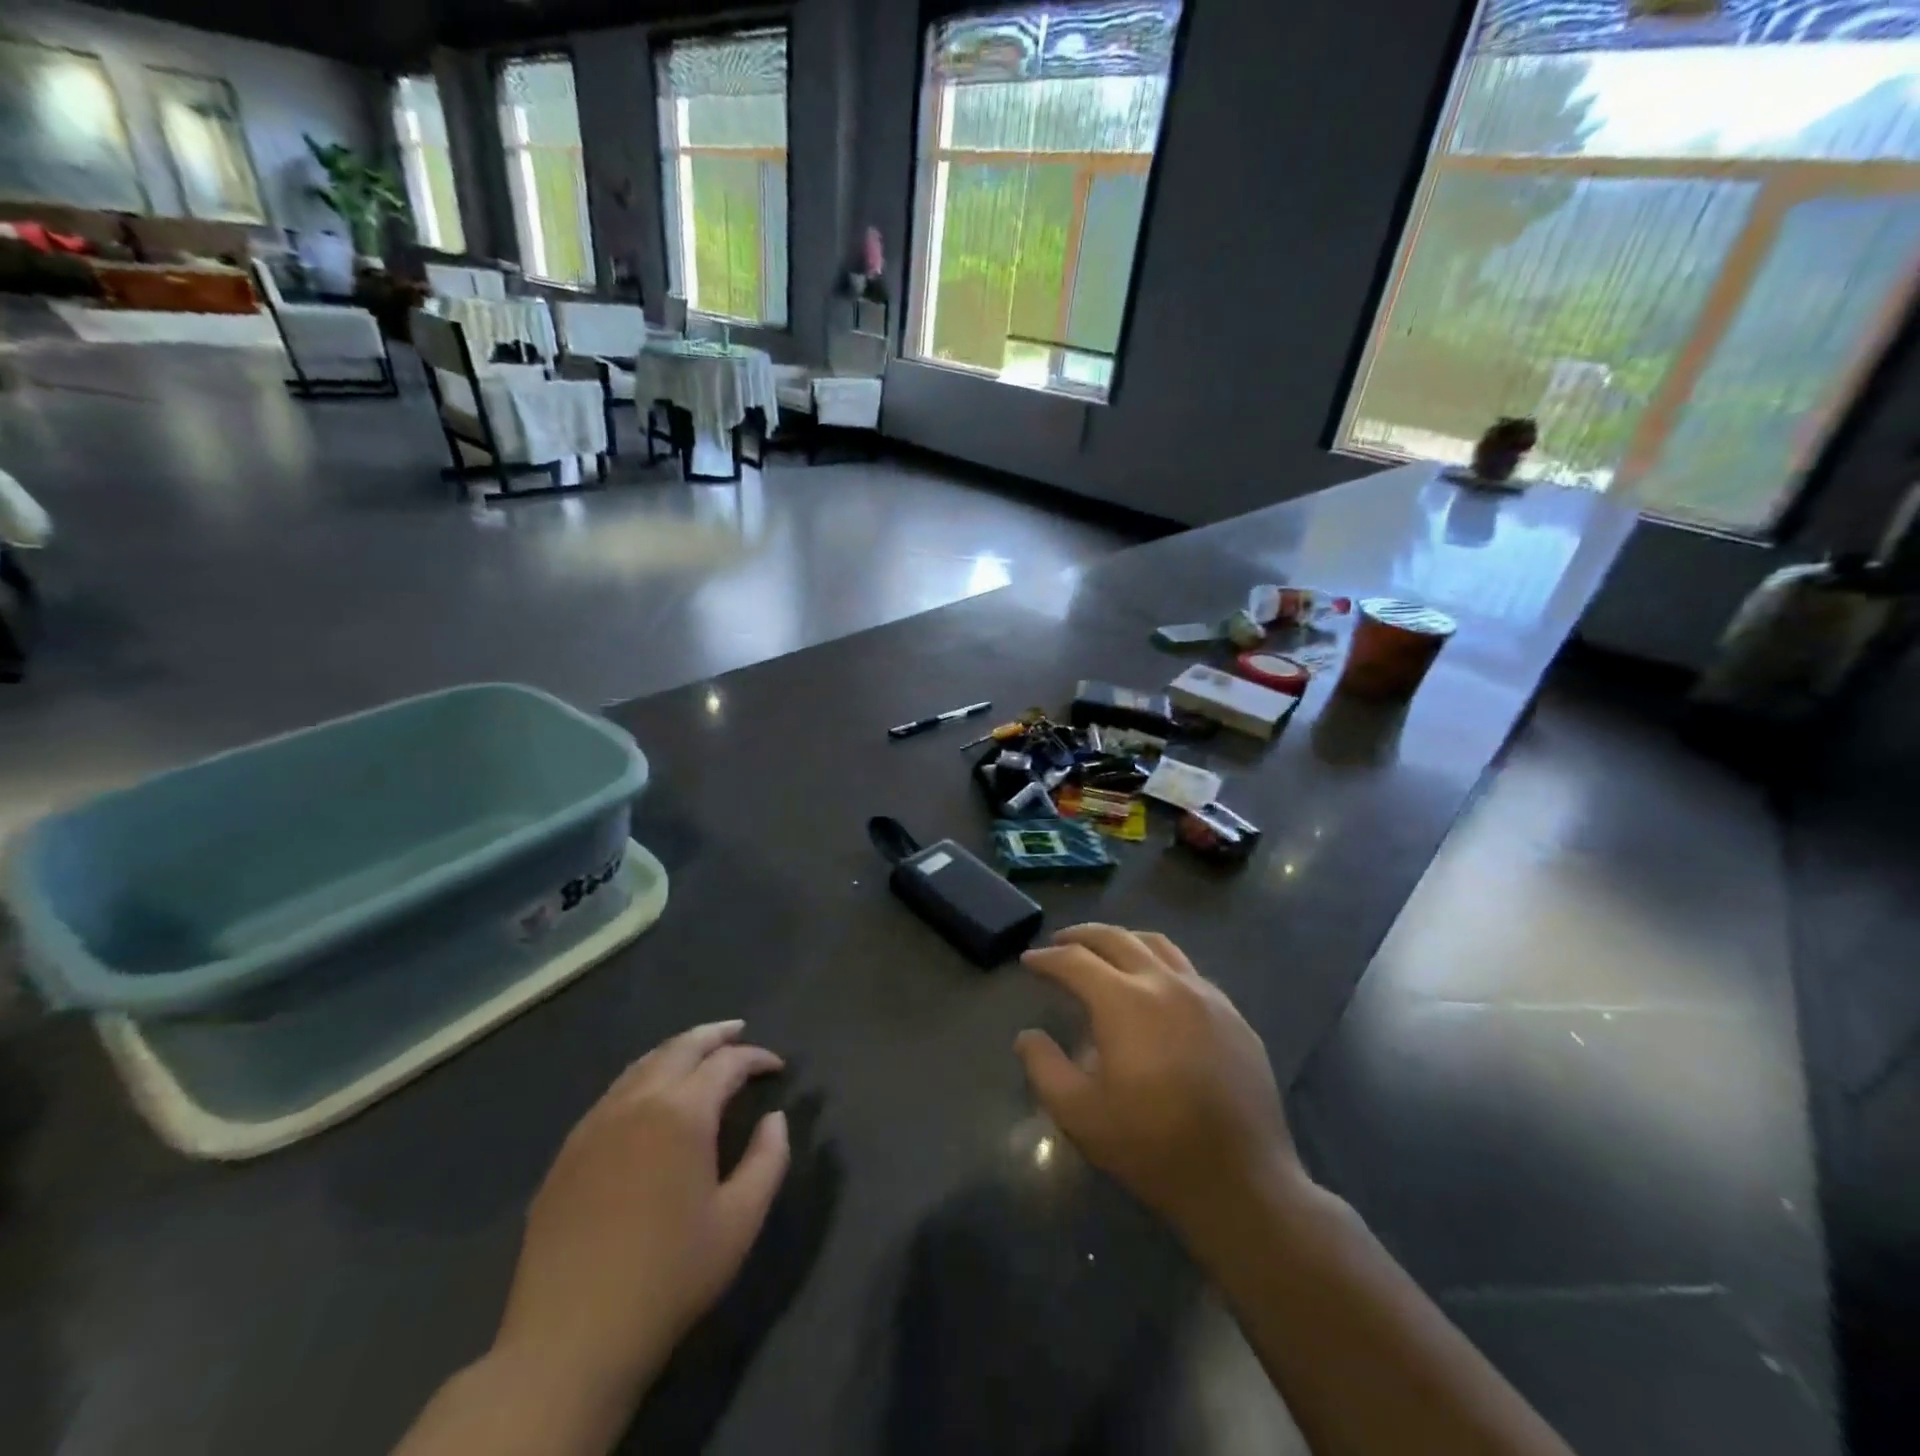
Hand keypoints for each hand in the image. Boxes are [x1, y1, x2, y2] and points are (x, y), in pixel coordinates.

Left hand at [491, 1021, 790, 1415]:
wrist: (570, 1339)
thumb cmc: (670, 1276)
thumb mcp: (740, 1221)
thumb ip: (768, 1159)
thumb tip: (775, 1118)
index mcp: (682, 1112)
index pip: (726, 1063)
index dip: (756, 1058)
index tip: (777, 1067)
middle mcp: (637, 1101)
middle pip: (680, 1047)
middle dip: (715, 1035)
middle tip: (739, 1031)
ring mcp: (596, 1123)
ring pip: (642, 1064)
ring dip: (676, 1050)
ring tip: (699, 1053)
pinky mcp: (568, 1151)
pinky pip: (613, 1093)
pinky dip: (643, 1077)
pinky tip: (650, 1096)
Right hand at [1014, 925, 1308, 1244]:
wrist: (1242, 1181)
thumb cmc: (1152, 1146)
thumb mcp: (1080, 1115)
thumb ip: (1044, 1068)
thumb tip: (1028, 1036)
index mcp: (1125, 1001)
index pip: (1076, 961)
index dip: (1047, 958)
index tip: (1030, 960)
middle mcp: (1165, 983)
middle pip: (1117, 938)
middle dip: (1082, 935)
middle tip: (1060, 941)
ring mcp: (1205, 995)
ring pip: (1157, 945)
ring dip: (1123, 940)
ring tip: (1105, 951)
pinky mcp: (1232, 1014)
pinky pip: (1188, 970)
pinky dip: (1159, 963)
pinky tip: (1155, 986)